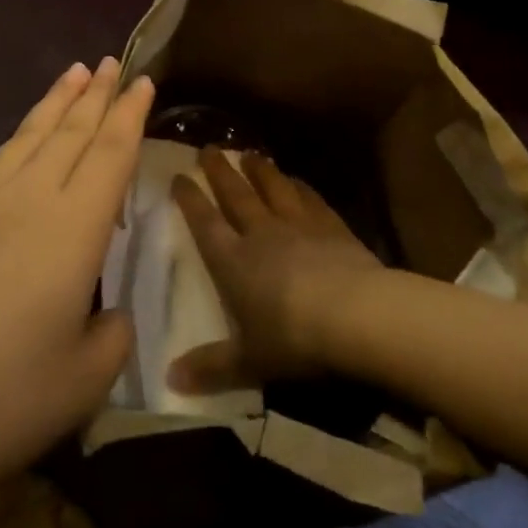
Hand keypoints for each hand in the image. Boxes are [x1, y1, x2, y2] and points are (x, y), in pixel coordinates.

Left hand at [0, 58, 152, 521]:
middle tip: (112, 61)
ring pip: (26, 139)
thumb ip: (110, 339)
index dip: (130, 114)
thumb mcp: (80, 385)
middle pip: (68, 132)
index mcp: (70, 230)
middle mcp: (25, 203)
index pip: (110, 153)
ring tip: (72, 73)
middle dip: (95, 94)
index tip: (143, 79)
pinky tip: (17, 154)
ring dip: (54, 103)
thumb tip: (107, 315)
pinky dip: (18, 144)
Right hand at [167, 148, 383, 394]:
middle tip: (208, 148)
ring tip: (249, 153)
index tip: (178, 176)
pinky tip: (296, 179)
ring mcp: (299, 225)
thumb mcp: (249, 361)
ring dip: (259, 169)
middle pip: (236, 195)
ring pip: (273, 188)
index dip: (190, 199)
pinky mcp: (332, 226)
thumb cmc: (294, 338)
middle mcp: (262, 234)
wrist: (356, 314)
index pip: (205, 223)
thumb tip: (171, 379)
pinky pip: (310, 199)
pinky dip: (300, 187)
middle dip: (219, 172)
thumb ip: (211, 366)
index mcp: (234, 262)